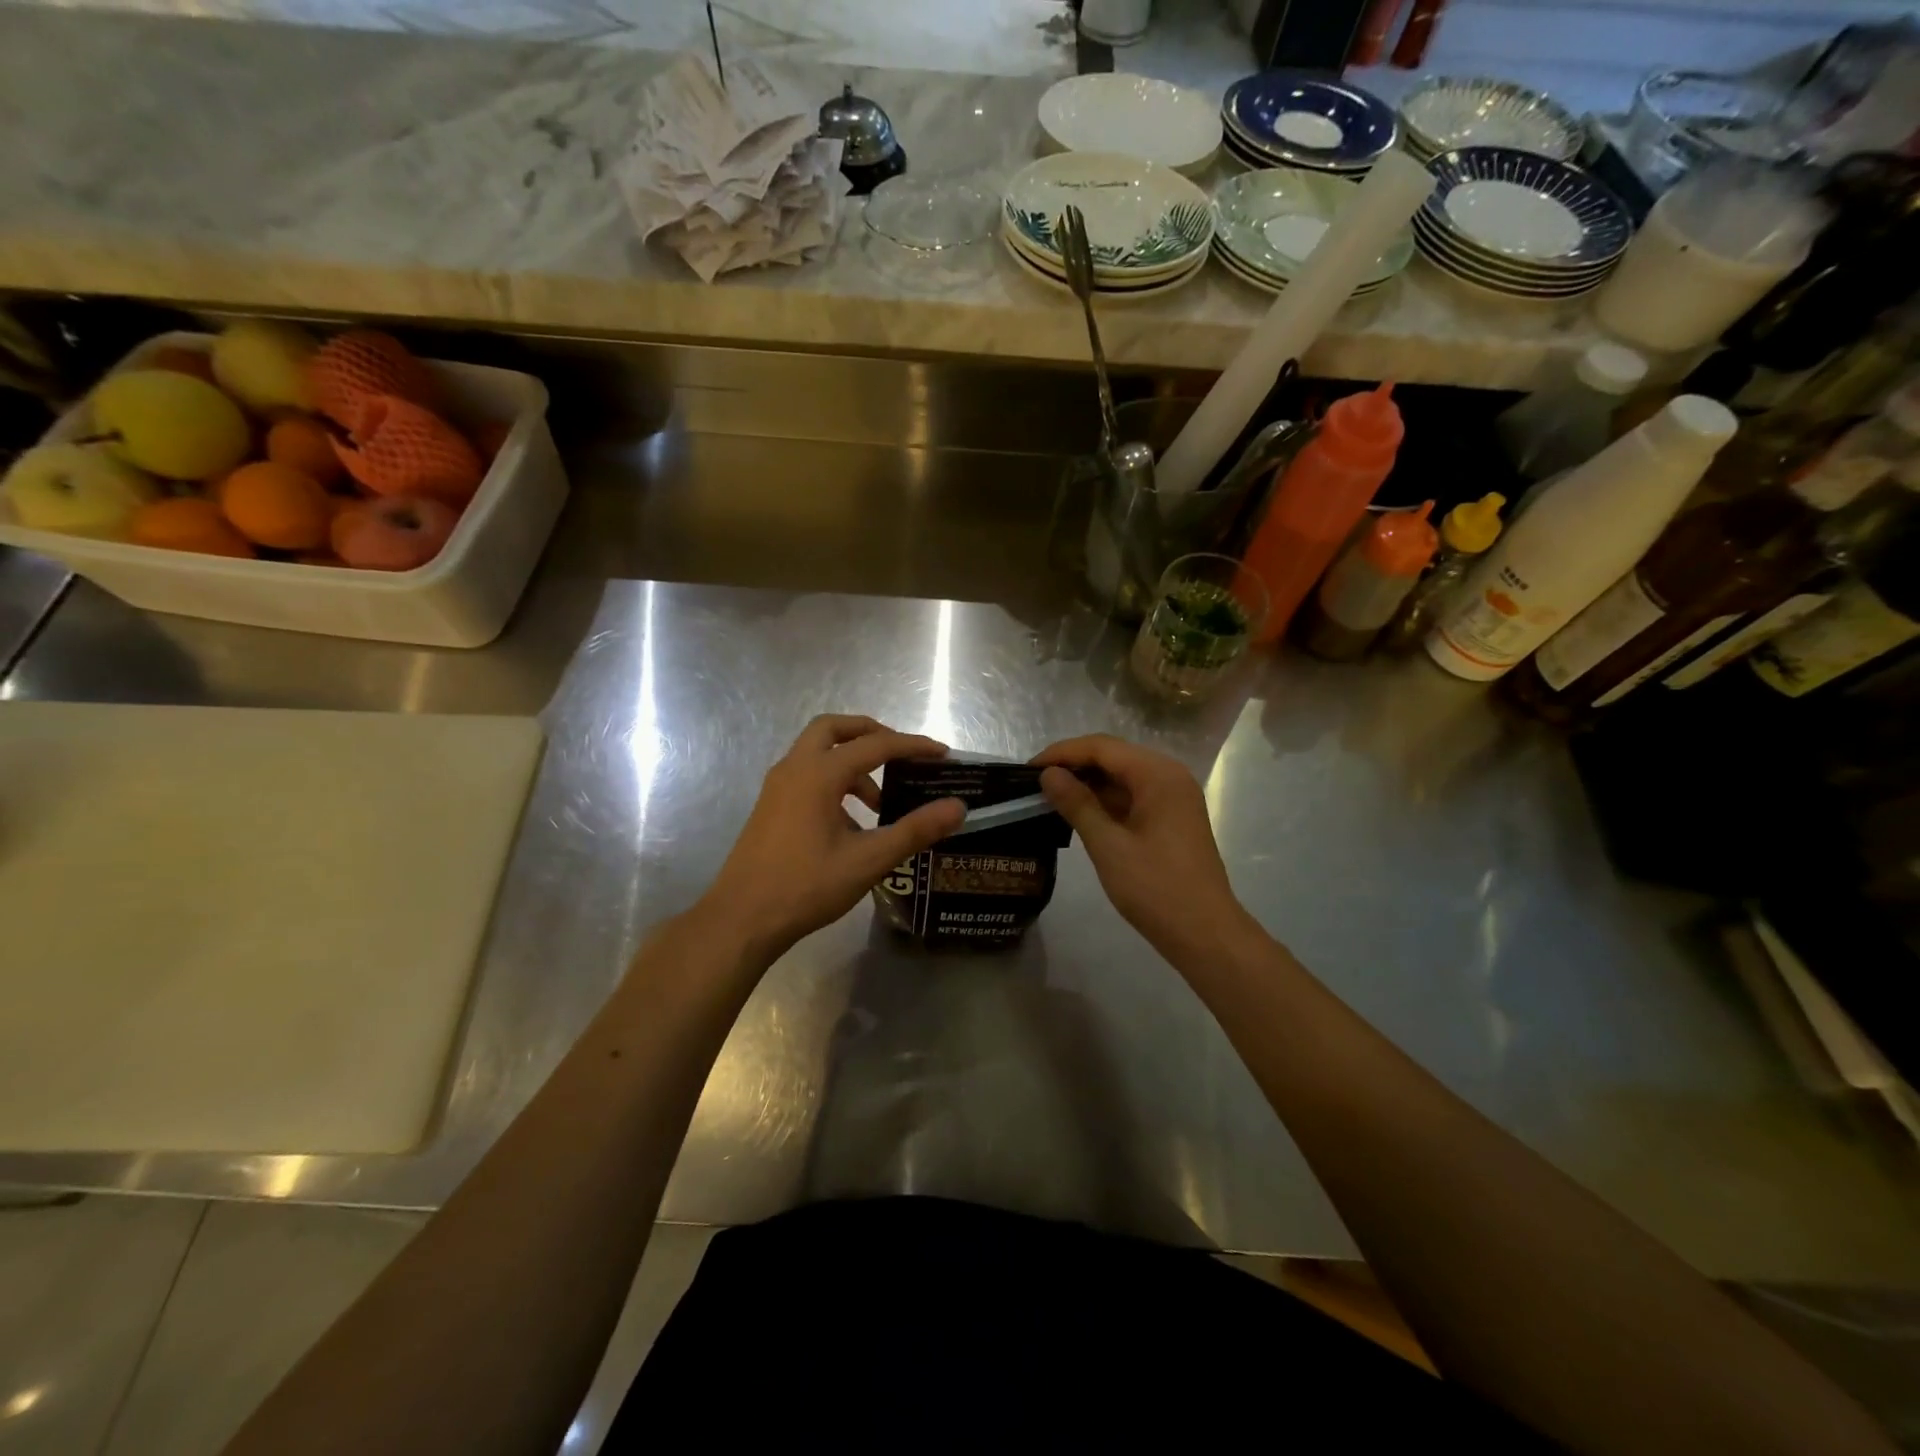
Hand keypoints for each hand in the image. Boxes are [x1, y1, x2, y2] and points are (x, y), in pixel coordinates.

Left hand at [702, 715, 965, 958]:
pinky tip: (852, 823)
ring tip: (881, 803)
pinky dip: (834, 782)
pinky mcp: (771, 807)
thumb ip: (915, 830)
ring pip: (818, 752)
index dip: (912, 746)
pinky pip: (807, 775)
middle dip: (871, 734)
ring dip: (852, 763)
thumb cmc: (805, 887)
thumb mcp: (868, 860)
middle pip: (835, 729)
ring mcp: (777, 787)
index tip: (942, 754)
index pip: (875, 745)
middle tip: (900, 754)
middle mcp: (794, 769)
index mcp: (818, 774)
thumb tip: (958, 807)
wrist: (741, 920)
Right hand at [1033, 734, 1253, 958]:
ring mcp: (1173, 797)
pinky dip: (1105, 801)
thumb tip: (1049, 774)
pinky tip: (1078, 813)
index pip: (1102, 747)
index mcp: (1158, 774)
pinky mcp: (1171, 818)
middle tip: (1034, 783)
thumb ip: (1077, 804)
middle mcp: (1169, 776)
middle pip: (1113, 757)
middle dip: (1073, 766)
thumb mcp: (1108, 845)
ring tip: (1049, 797)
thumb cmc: (1155, 888)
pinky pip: (1132, 796)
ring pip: (1122, 777)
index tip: (1027, 769)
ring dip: (1088, 784)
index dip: (1062, 753)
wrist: (1204, 934)